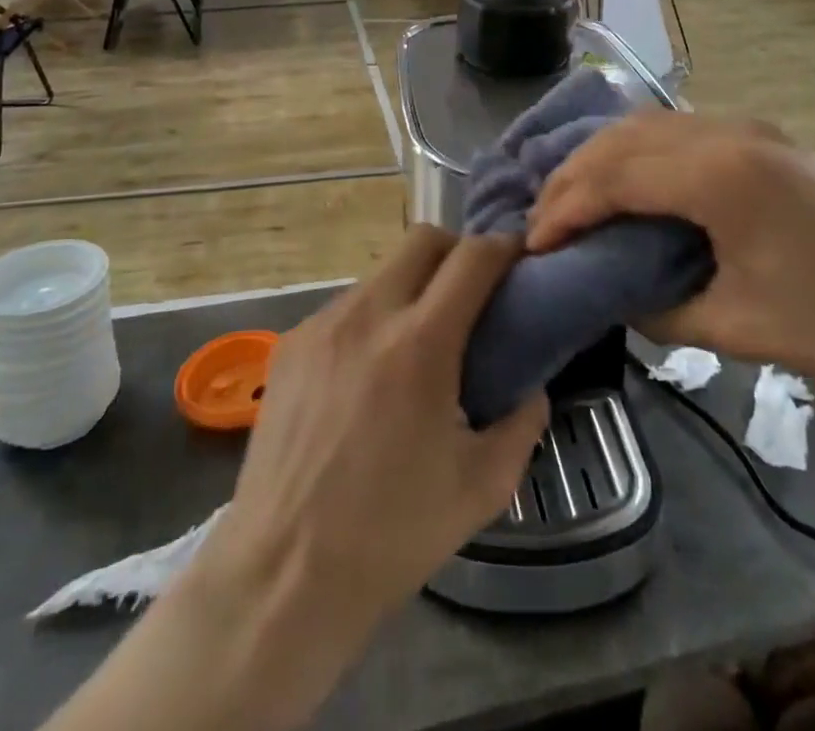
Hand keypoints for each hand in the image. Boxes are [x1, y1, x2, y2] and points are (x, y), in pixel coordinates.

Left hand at [189, 228, 548, 717]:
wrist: (283, 574)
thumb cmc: (391, 534)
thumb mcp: (482, 487)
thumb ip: (521, 423)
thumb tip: (531, 386)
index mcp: (420, 343)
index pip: (472, 258)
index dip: (503, 247)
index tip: (518, 259)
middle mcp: (368, 314)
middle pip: (422, 240)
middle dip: (456, 251)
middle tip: (472, 292)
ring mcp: (322, 324)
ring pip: (380, 273)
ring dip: (410, 288)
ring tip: (416, 344)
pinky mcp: (290, 342)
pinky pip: (343, 309)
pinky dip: (370, 320)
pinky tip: (366, 376)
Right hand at [525, 113, 814, 402]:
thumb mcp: (740, 329)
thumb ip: (659, 308)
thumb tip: (614, 295)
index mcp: (717, 175)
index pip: (611, 177)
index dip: (563, 209)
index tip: (532, 246)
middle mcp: (725, 132)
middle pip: (620, 139)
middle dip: (571, 177)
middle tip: (541, 223)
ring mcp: (749, 129)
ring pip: (646, 126)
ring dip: (601, 159)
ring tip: (573, 202)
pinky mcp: (764, 140)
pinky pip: (677, 132)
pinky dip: (637, 154)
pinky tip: (628, 186)